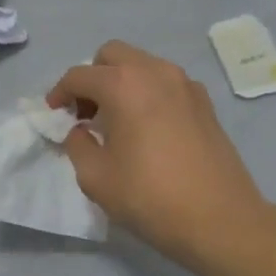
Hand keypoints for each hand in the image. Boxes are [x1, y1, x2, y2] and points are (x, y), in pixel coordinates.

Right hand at [48, 41, 267, 271]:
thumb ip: (78, 145)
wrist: (221, 220)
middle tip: (85, 112)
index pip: (79, 76)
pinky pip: (166, 83)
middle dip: (92, 77)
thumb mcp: (96, 177)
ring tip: (115, 120)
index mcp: (124, 85)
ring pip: (142, 65)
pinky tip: (147, 127)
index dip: (60, 93)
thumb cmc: (150, 197)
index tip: (54, 113)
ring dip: (121, 82)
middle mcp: (155, 72)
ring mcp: (185, 84)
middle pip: (113, 55)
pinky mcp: (205, 103)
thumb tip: (81, 131)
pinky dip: (148, 93)